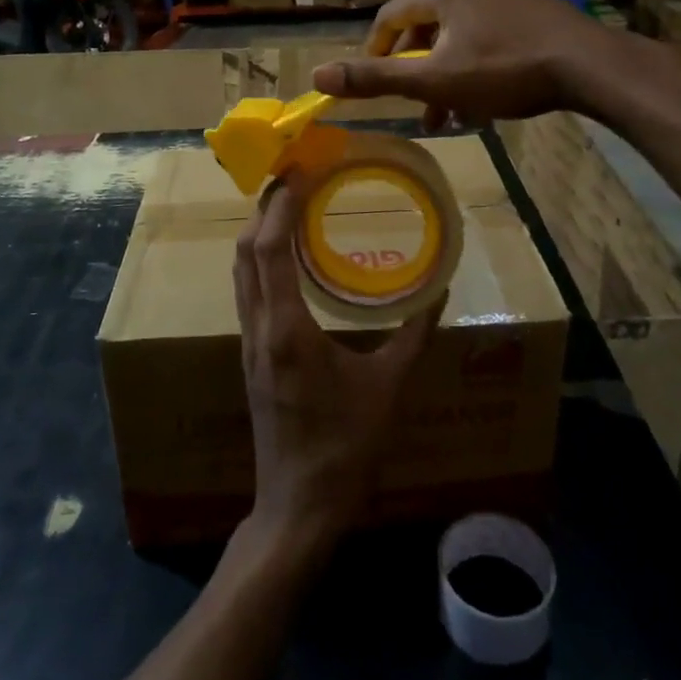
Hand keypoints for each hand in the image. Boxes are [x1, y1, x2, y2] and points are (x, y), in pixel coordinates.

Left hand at [234, 175, 439, 545]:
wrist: (298, 506)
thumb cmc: (345, 448)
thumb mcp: (388, 388)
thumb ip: (414, 336)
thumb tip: (440, 293)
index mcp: (287, 329)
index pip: (269, 248)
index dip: (280, 205)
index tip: (301, 172)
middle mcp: (259, 327)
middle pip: (245, 251)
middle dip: (265, 208)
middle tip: (295, 179)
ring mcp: (249, 342)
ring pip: (240, 271)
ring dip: (258, 233)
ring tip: (290, 208)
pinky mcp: (251, 356)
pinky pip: (248, 291)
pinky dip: (261, 261)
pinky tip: (287, 261)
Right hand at [312, 0, 627, 125]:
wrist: (589, 64)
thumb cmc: (506, 70)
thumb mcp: (435, 80)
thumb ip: (376, 78)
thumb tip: (317, 77)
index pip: (388, 19)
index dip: (374, 55)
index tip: (374, 86)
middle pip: (423, 28)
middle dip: (418, 74)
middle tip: (422, 112)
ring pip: (455, 34)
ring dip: (446, 74)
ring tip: (453, 115)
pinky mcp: (527, 3)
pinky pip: (484, 32)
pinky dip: (473, 62)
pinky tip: (485, 96)